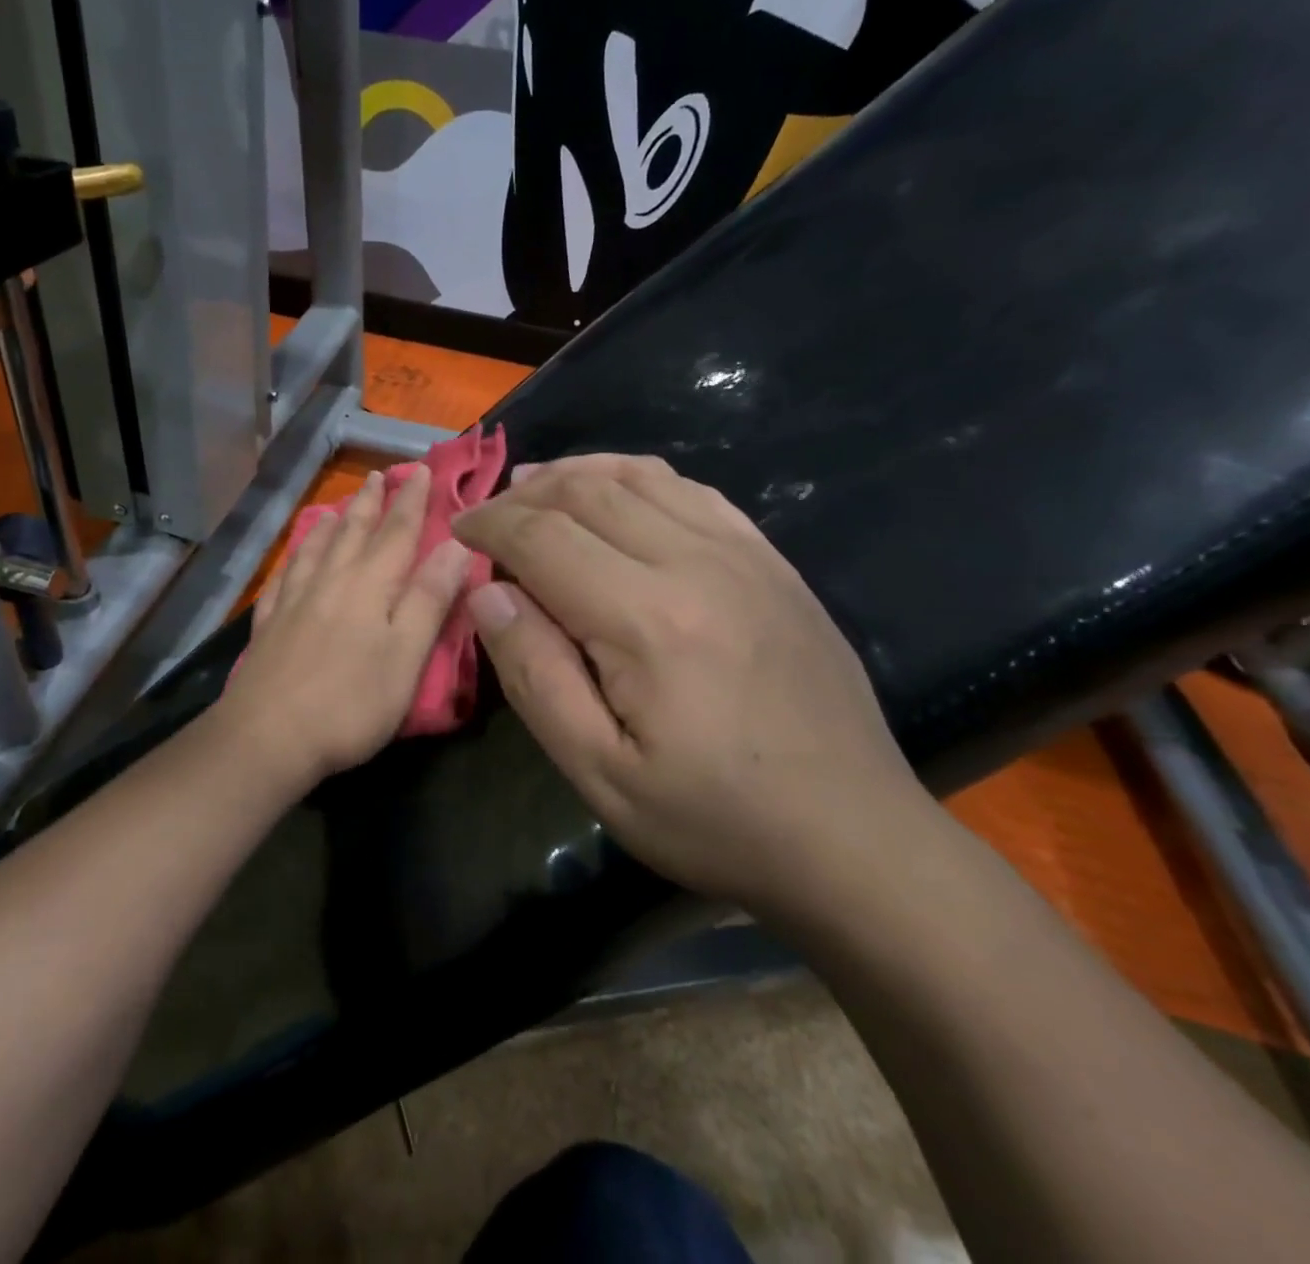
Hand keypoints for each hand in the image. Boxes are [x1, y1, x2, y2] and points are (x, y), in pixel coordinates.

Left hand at [217, 466, 473, 793]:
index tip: (420, 469)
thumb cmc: (350, 702)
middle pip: (353, 532)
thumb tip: (456, 545)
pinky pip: (282, 578)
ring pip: (315, 549)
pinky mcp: (269, 625)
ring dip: (331, 523)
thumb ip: (430, 599)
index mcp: (369, 586)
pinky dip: (293, 560)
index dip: (411, 500)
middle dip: (370, 502)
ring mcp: (294, 601)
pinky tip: (292, 560)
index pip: (397, 532)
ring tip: (337, 506)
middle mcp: (330, 581)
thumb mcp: (406, 655)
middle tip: (378, 475)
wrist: (268, 736)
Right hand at [451, 454, 934, 920]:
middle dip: (524, 494)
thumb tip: (487, 594)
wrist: (850, 835)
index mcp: (646, 618)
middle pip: (588, 493)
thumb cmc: (712, 818)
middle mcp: (696, 563)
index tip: (458, 531)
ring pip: (640, 476)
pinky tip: (616, 491)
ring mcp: (743, 555)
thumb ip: (534, 675)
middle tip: (489, 513)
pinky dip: (638, 477)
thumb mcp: (598, 772)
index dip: (489, 525)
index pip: (543, 537)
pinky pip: (694, 490)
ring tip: (535, 486)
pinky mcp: (772, 562)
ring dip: (576, 473)